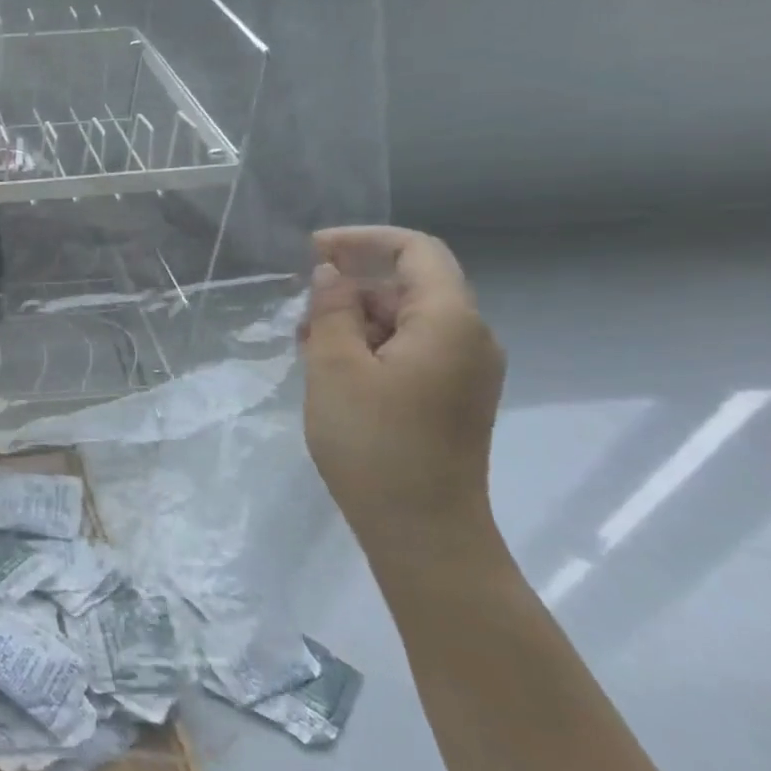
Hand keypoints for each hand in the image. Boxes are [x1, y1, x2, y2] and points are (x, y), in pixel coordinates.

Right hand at [300, 227, 505, 557]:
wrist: (422, 530)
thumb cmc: (374, 441)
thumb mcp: (335, 367)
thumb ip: (332, 310)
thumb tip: (332, 274)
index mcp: (450, 322)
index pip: (416, 251)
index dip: (363, 240)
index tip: (313, 250)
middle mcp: (470, 338)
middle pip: (410, 286)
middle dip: (352, 289)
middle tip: (300, 315)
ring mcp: (465, 371)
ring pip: (407, 321)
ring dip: (356, 321)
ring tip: (307, 346)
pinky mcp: (453, 397)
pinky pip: (412, 351)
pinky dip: (371, 347)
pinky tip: (332, 370)